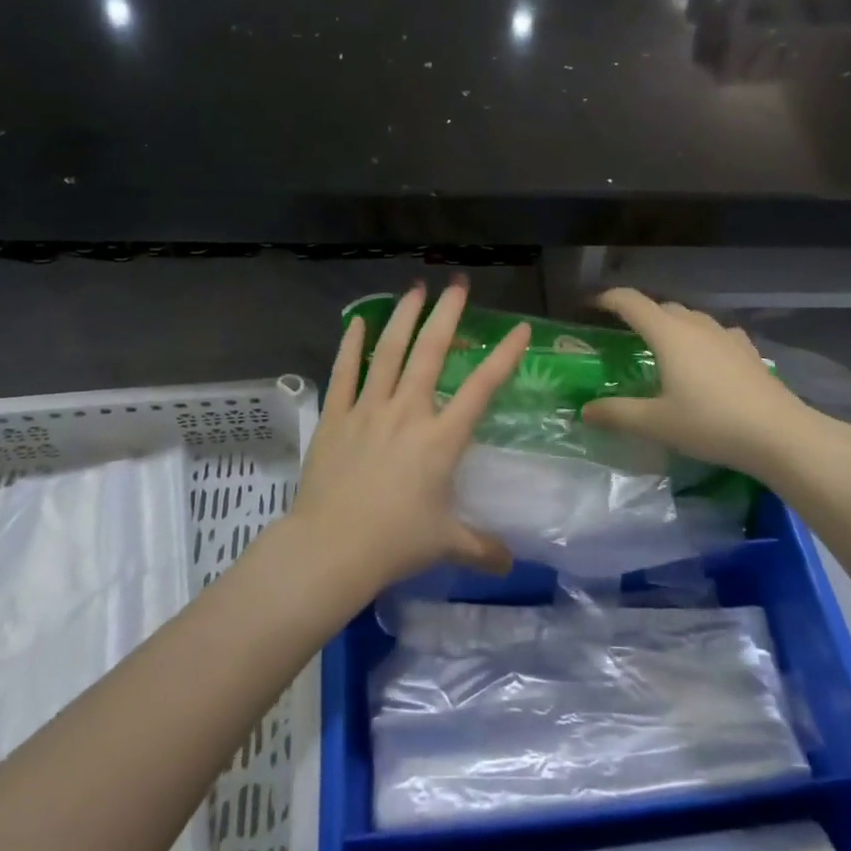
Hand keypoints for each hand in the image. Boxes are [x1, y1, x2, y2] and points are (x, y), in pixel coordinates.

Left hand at [291, 279, 529, 593]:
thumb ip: (481, 548)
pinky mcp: (336, 416)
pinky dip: (351, 344)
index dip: (504, 356)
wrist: (331, 549)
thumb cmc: (394, 543)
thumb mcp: (445, 544)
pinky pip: (344, 373)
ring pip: (388, 352)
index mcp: (441, 439)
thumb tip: (511, 565)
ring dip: (404, 318)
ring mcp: (368, 410)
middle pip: (431, 353)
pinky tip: (357, 320)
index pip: (482, 389)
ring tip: (415, 290)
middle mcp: (408, 412)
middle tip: (456, 285)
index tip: (520, 328)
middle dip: (446, 315)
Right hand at [580, 288, 850, 480]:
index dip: (607, 298)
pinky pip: (715, 333)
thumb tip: (585, 410)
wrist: (778, 434)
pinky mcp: (747, 350)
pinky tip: (705, 357)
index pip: (630, 302)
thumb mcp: (656, 423)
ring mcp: (725, 335)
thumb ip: (617, 414)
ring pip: (690, 317)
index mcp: (668, 333)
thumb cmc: (710, 423)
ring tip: (662, 348)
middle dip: (639, 314)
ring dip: (671, 324)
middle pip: (660, 307)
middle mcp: (695, 325)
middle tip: (623, 336)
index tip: (590, 306)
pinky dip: (700, 338)